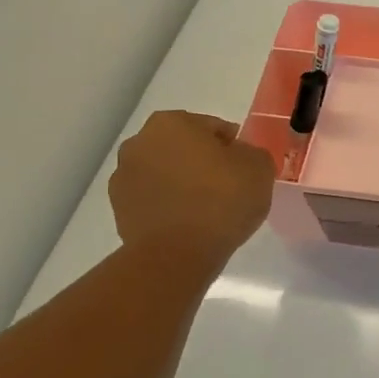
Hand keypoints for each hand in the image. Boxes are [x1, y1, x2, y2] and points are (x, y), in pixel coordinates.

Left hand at [108, 110, 275, 261]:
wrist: (178, 254)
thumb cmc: (222, 199)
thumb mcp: (259, 166)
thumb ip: (250, 152)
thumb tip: (237, 157)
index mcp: (172, 122)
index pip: (212, 127)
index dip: (232, 146)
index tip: (244, 168)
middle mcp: (140, 143)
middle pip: (183, 148)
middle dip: (202, 161)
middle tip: (227, 185)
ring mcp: (123, 178)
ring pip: (165, 173)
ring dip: (182, 183)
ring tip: (207, 209)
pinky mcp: (119, 211)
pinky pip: (154, 200)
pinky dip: (169, 205)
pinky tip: (189, 223)